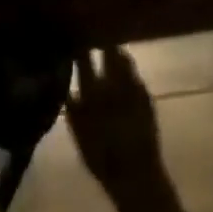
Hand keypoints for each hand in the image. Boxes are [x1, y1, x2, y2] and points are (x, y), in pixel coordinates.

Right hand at [66, 47, 164, 196]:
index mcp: (91, 91)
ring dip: (117, 53)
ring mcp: (132, 87)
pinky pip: (135, 75)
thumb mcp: (79, 135)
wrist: (135, 175)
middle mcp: (112, 83)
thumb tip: (66, 89)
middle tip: (97, 36)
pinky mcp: (146, 95)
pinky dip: (129, 71)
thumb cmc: (101, 159)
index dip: (81, 45)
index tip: (77, 37)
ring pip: (124, 59)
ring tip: (112, 50)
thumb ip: (72, 109)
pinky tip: (125, 74)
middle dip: (103, 41)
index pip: (83, 58)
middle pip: (108, 51)